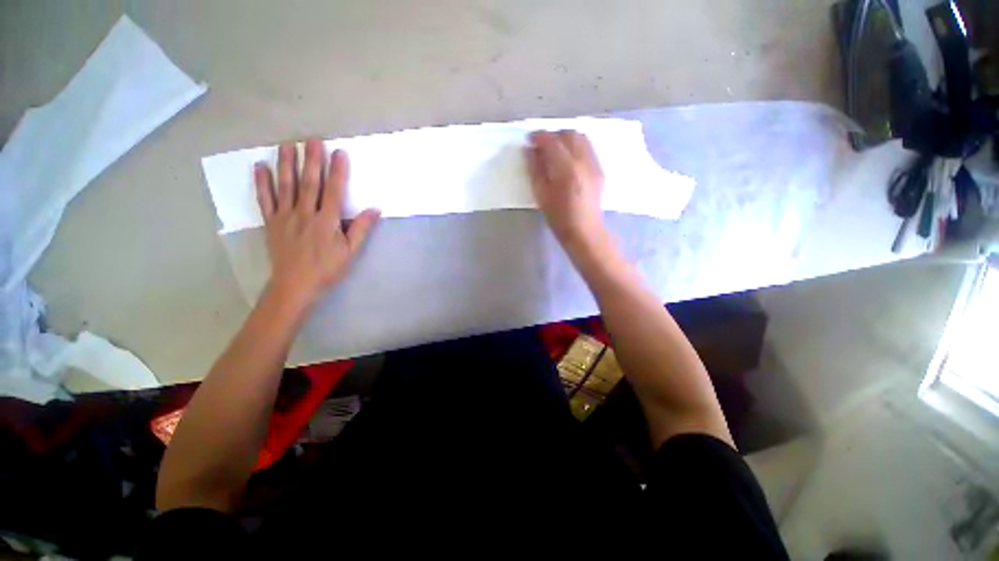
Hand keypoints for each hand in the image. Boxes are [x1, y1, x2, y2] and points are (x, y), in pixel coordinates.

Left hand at [254, 138, 379, 308]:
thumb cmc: (327, 268)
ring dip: (287, 164)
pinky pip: (265, 199)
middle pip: (309, 182)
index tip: (339, 153)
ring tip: (287, 145)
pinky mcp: (272, 221)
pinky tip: (260, 167)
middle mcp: (305, 213)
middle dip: (312, 160)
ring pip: (286, 186)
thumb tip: (375, 209)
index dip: (338, 171)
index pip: (334, 191)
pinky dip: (262, 183)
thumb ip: (361, 229)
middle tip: (313, 139)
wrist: (295, 284)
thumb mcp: (350, 251)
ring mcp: (286, 216)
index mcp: (327, 221)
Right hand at [526, 130, 606, 250]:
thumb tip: (529, 151)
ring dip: (566, 139)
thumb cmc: (559, 218)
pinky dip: (576, 146)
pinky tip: (568, 159)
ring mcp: (594, 164)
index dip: (539, 136)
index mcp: (566, 168)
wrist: (585, 231)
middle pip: (568, 134)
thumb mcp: (541, 195)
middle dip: (553, 135)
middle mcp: (583, 161)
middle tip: (541, 146)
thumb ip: (535, 170)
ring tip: (555, 151)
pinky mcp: (599, 169)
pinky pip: (588, 148)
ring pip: (581, 138)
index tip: (529, 139)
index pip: (551, 141)